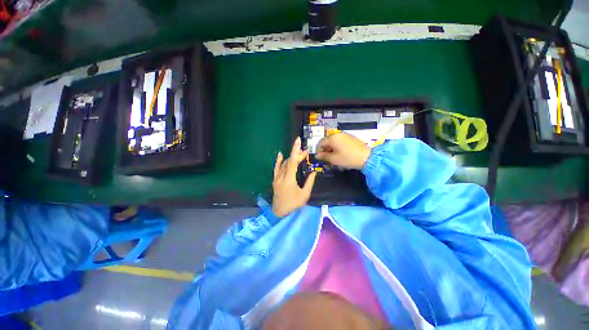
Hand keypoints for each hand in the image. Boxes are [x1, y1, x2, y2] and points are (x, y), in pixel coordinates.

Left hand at [272, 137, 316, 217]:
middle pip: (289, 161)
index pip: (292, 161)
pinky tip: (280, 154)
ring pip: (284, 164)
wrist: (279, 213)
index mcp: (289, 179)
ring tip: (300, 154)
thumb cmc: (293, 205)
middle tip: (306, 152)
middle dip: (297, 155)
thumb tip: (314, 171)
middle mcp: (281, 176)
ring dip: (291, 158)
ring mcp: (277, 178)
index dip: (295, 150)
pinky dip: (278, 161)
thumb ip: (310, 182)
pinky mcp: (275, 180)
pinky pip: (276, 168)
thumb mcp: (304, 194)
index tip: (298, 141)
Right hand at [316, 133, 371, 169]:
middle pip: (327, 142)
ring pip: (334, 142)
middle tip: (327, 159)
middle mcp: (338, 135)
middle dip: (325, 150)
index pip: (321, 143)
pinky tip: (341, 155)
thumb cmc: (348, 158)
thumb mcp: (334, 159)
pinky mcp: (351, 138)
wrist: (367, 158)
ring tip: (334, 158)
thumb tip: (317, 155)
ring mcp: (345, 136)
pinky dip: (338, 148)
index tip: (320, 158)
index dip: (318, 151)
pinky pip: (340, 142)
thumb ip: (324, 156)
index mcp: (333, 138)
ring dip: (331, 150)